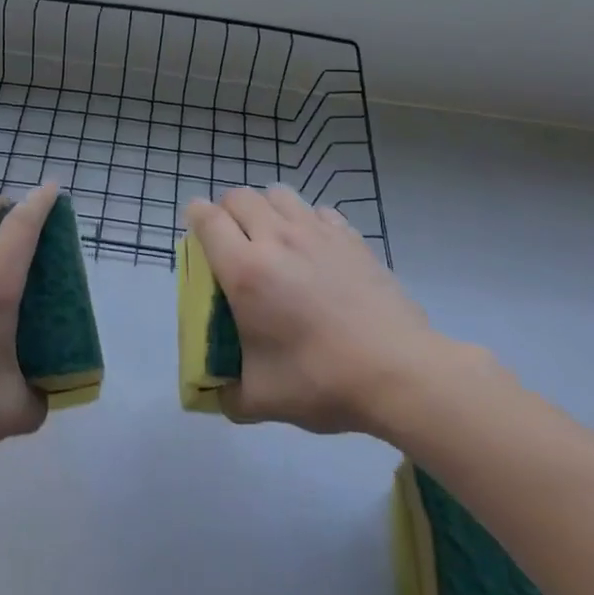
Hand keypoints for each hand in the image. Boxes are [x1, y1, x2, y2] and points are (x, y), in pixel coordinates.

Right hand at [187, 186, 455, 436]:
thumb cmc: (322, 381)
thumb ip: (228, 395)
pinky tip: (314, 249)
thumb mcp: (262, 400)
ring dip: (265, 208)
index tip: (195, 233)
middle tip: (232, 242)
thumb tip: (216, 392)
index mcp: (244, 270)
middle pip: (239, 197)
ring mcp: (316, 232)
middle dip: (227, 212)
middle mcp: (275, 239)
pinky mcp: (350, 237)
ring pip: (277, 193)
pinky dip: (306, 220)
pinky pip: (316, 210)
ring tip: (271, 238)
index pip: (206, 218)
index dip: (194, 217)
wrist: (399, 372)